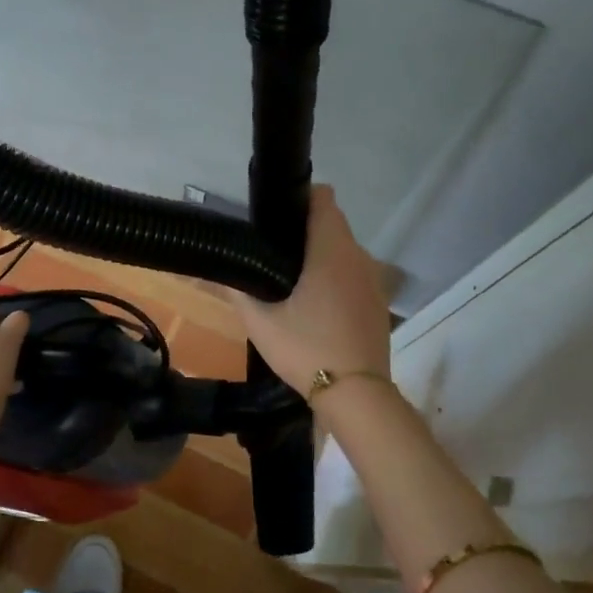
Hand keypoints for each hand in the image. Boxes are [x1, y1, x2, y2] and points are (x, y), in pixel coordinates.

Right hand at [226, 185, 390, 395]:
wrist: (356, 394)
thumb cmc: (305, 348)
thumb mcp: (260, 322)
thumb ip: (237, 290)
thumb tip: (215, 271)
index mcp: (331, 250)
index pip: (323, 199)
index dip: (299, 198)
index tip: (275, 215)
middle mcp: (358, 257)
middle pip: (332, 225)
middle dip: (304, 231)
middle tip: (271, 253)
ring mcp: (373, 281)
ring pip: (343, 252)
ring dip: (320, 257)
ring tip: (289, 281)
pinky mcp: (378, 304)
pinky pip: (353, 276)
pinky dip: (335, 280)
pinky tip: (315, 307)